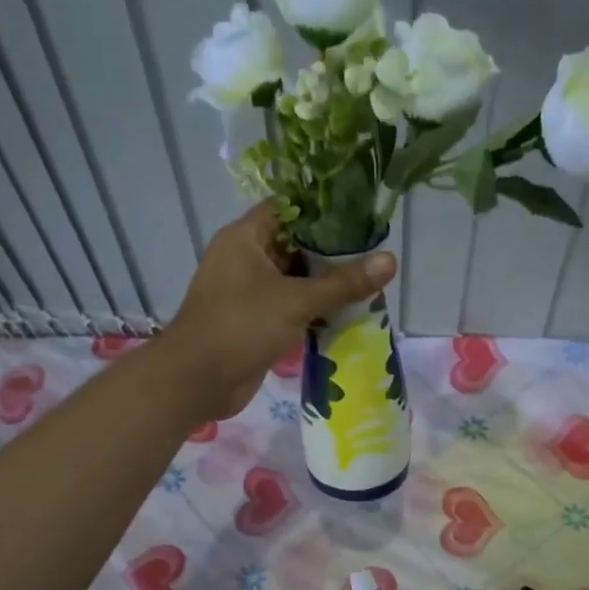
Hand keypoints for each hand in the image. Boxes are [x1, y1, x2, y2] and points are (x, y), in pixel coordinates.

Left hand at [159, 202, 396, 420]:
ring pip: (294, 280)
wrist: (198, 381)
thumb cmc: (241, 326)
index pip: (288, 208)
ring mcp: (248, 292)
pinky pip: (290, 308)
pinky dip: (314, 311)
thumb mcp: (296, 301)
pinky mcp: (254, 322)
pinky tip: (347, 316)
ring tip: (369, 285)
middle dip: (332, 252)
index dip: (323, 208)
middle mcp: (245, 259)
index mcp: (245, 238)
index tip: (360, 214)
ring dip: (326, 285)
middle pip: (295, 245)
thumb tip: (391, 260)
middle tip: (373, 254)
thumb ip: (344, 283)